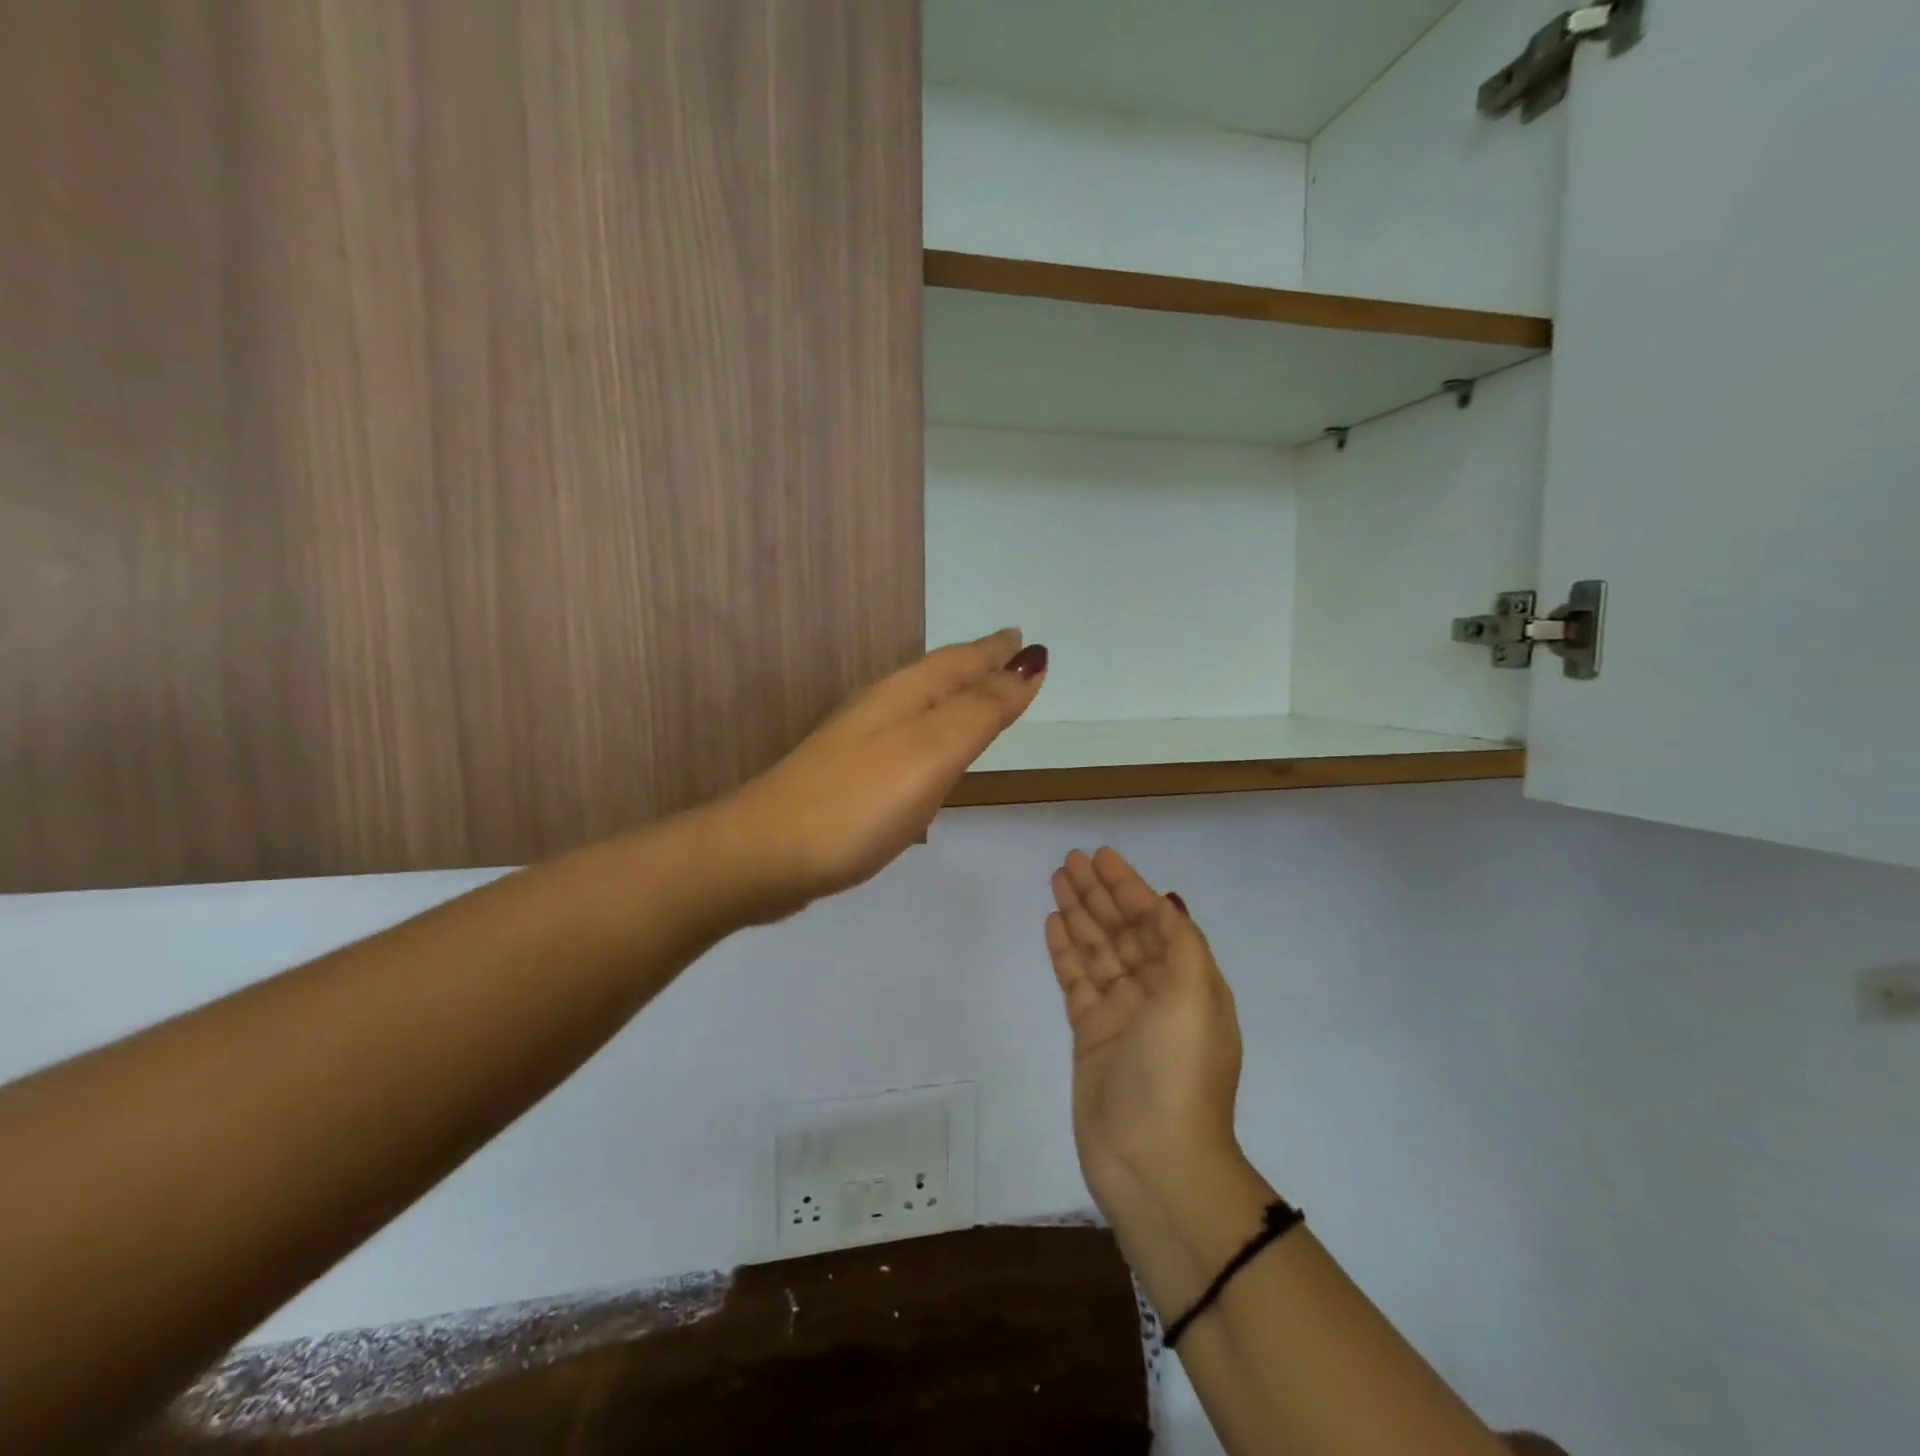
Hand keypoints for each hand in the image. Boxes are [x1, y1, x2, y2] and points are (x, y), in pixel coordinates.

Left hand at [726, 629, 1045, 920]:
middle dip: (976, 667)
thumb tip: (1031, 663)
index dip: (995, 653)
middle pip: (939, 679)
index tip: (1023, 638)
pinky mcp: (848, 781)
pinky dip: (931, 736)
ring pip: (920, 708)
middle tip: (1007, 657)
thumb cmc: (857, 802)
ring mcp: (859, 745)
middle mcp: (880, 711)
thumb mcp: (931, 752)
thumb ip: (981, 711)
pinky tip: (928, 753)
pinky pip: (906, 742)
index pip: (960, 663)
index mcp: (903, 696)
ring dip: (954, 698)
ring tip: (979, 696)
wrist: (763, 856)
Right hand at [1045, 848, 1244, 1221]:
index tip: (1102, 858)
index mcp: (1189, 983)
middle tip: (1069, 861)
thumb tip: (1167, 903)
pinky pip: (1076, 982)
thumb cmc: (1179, 1073)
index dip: (1129, 887)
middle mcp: (1157, 994)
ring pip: (1097, 952)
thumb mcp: (1195, 998)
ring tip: (1056, 881)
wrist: (1154, 1162)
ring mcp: (1122, 1016)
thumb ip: (1181, 944)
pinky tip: (1053, 925)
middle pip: (1122, 931)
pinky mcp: (1092, 1037)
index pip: (1155, 921)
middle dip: (1098, 895)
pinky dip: (1066, 953)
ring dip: (1079, 916)